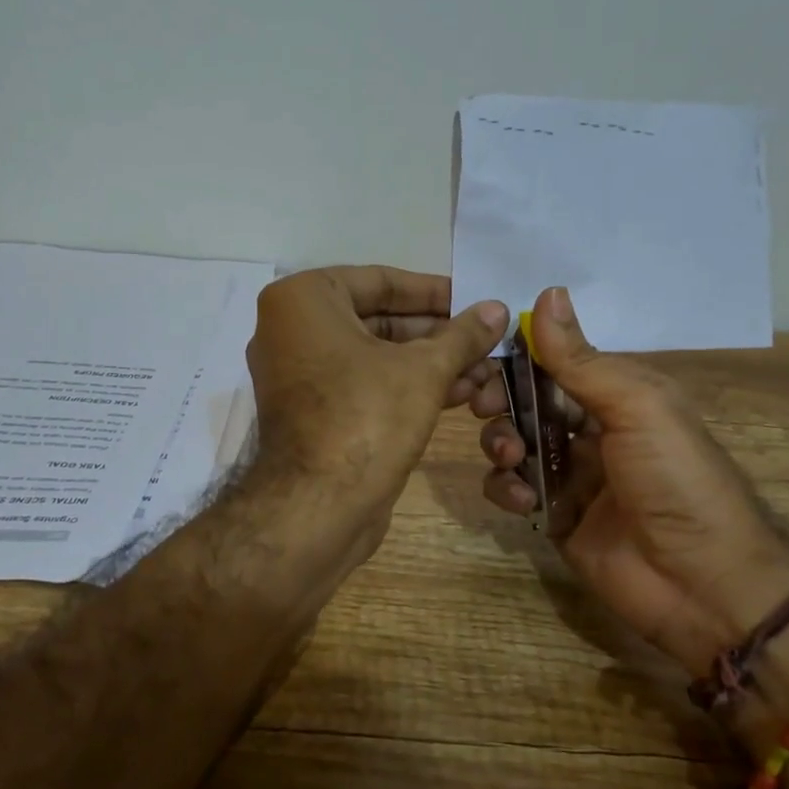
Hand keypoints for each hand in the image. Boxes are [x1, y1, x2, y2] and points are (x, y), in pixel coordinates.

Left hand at [246, 266, 508, 562]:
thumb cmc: (366, 417)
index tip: (476, 299)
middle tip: (487, 339)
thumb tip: (497, 308)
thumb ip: (462, 334)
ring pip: (375, 355)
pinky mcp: (313, 411)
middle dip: (437, 334)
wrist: (317, 508)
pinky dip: (406, 385)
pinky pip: (364, 383)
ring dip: (430, 362)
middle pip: (379, 318)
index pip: (381, 281)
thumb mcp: (424, 369)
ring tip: (485, 371)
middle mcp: (292, 329)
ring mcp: (299, 373)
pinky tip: (460, 394)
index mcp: (303, 299)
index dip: (435, 292)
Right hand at [472, 287, 788, 677]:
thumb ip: (583, 359)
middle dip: (501, 398)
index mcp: (617, 394)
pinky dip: (505, 488)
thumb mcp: (637, 407)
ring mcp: (571, 473)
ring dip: (501, 442)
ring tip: (512, 458)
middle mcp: (591, 428)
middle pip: (527, 399)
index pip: (555, 360)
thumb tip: (547, 292)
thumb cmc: (676, 479)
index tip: (481, 352)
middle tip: (483, 405)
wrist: (702, 584)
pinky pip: (513, 489)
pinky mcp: (554, 514)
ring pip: (513, 441)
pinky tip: (520, 498)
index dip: (517, 354)